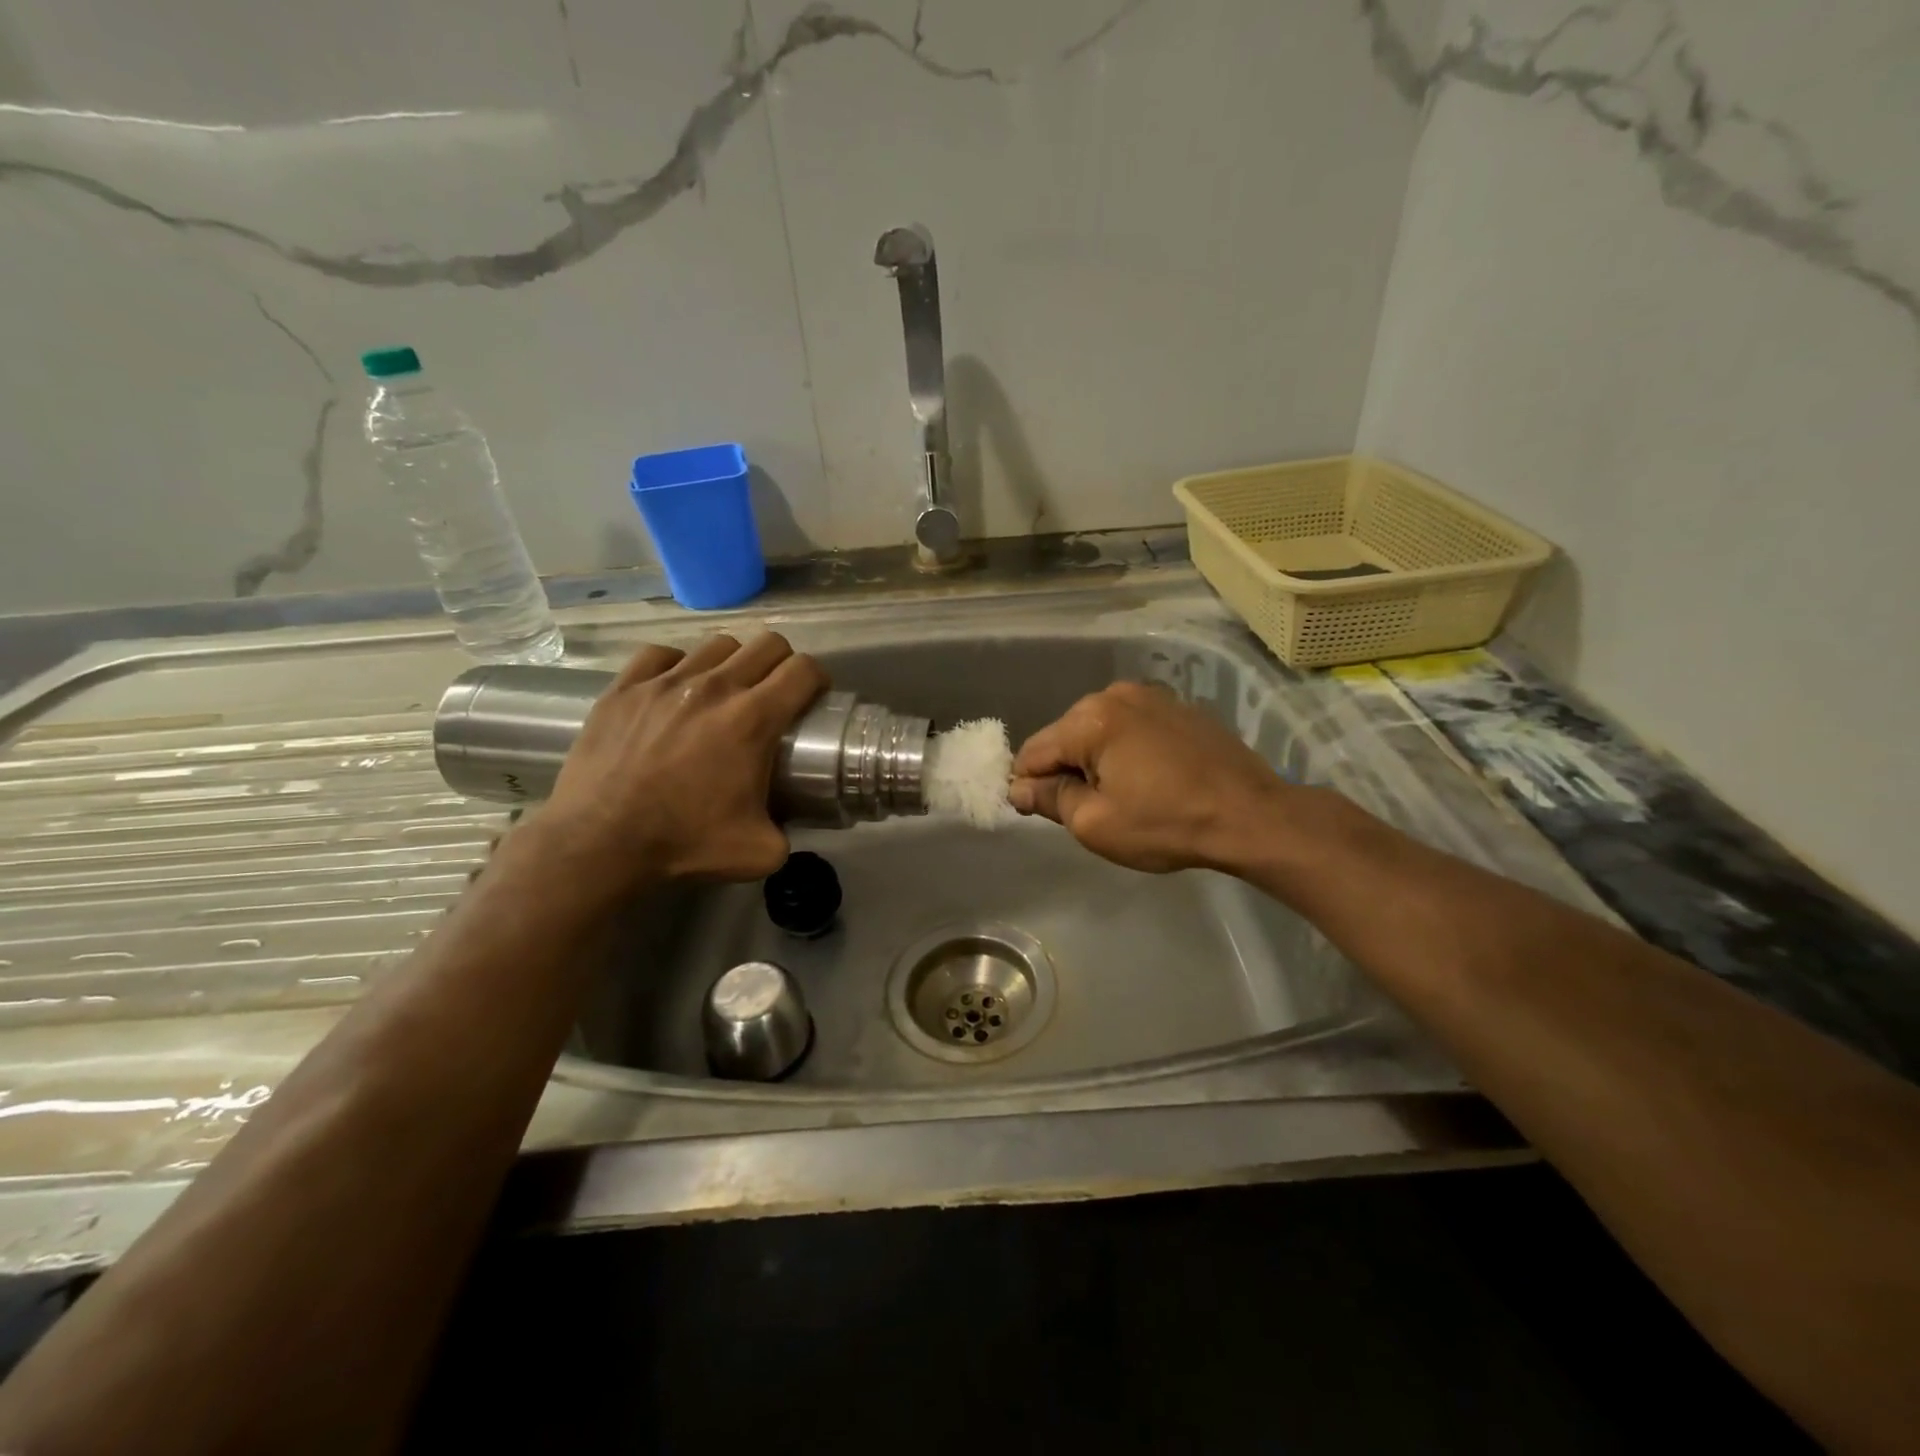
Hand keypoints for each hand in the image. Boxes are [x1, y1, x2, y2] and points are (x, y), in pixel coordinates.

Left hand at [534, 632, 826, 898]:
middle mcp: (715, 687)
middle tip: (776, 692)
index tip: (813, 697)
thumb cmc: (684, 843)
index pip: (802, 670)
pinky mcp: (625, 687)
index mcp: (753, 719)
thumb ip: (788, 833)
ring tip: (725, 691)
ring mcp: (665, 682)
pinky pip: (661, 654)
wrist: (600, 843)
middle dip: (782, 663)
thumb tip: (788, 826)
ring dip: (733, 663)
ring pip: (718, 645)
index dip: (817, 679)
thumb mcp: (760, 852)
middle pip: (767, 643)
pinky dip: (677, 665)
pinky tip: (675, 688)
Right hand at [1008, 682, 1287, 873]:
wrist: (1252, 815)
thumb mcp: (1096, 824)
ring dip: (1096, 760)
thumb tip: (1017, 787)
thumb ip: (1049, 799)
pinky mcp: (1176, 706)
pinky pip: (1130, 726)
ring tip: (1125, 794)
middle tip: (1092, 810)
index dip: (1028, 786)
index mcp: (1090, 719)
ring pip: (1097, 730)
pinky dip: (1126, 749)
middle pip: (1064, 736)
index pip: (1033, 752)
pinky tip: (1150, 778)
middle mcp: (1115, 694)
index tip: (1044, 814)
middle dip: (1066, 770)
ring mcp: (1150, 696)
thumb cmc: (1167, 823)